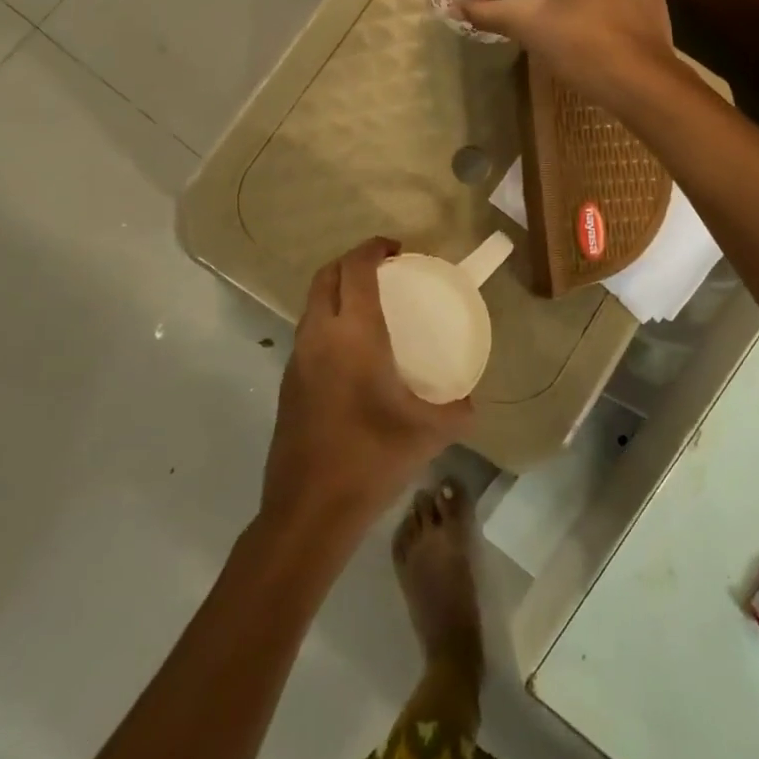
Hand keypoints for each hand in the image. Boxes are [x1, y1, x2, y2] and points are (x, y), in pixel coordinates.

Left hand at [261, 239, 471, 530]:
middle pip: (326, 276)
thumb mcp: (429, 434)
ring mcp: (297, 360)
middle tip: (383, 271)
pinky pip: (308, 333)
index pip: (356, 269)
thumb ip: (457, 411)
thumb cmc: (371, 459)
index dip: (374, 248)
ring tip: (369, 307)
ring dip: (336, 291)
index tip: (397, 249)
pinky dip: (328, 322)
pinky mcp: (287, 384)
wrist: (308, 511)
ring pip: (312, 304)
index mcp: (354, 334)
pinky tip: (352, 354)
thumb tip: (470, 402)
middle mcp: (319, 336)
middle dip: (351, 262)